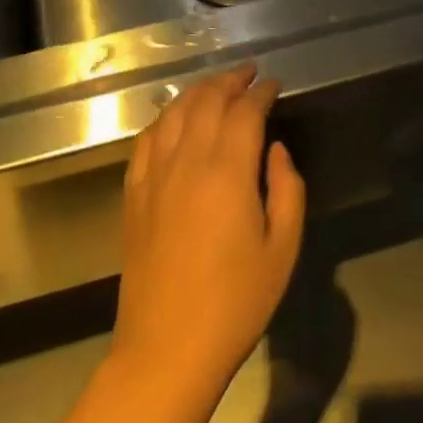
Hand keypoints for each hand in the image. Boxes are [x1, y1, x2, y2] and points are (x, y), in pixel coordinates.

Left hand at [111, 66, 305, 398]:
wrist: (167, 348)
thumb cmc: (235, 302)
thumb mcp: (283, 249)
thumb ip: (287, 190)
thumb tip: (276, 150)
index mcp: (227, 171)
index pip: (245, 111)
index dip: (261, 92)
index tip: (274, 84)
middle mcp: (187, 161)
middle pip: (207, 101)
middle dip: (230, 81)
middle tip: (248, 74)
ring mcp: (155, 175)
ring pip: (175, 112)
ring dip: (198, 91)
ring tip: (216, 86)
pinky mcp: (134, 193)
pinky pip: (148, 138)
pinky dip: (166, 118)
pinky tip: (175, 118)